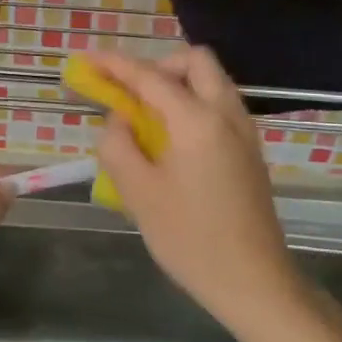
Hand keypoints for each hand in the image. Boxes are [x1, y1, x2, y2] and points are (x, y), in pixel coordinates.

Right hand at [89, 48, 306, 337]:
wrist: (254, 281)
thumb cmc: (190, 238)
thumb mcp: (138, 193)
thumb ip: (119, 145)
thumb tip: (118, 120)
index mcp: (197, 120)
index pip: (150, 76)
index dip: (115, 65)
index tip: (88, 59)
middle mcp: (226, 114)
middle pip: (195, 61)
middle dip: (158, 65)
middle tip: (130, 93)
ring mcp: (244, 131)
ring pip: (211, 82)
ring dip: (177, 84)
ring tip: (145, 118)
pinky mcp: (250, 150)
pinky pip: (219, 106)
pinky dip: (192, 104)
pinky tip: (171, 140)